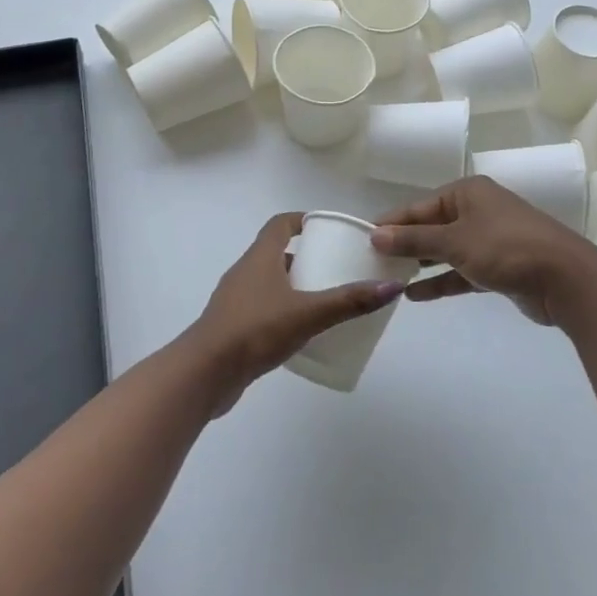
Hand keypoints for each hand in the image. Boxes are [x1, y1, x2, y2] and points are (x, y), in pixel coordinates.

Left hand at [186, 213, 407, 414]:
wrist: (204, 374)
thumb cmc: (255, 330)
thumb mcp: (308, 314)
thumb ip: (348, 301)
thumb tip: (391, 287)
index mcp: (259, 257)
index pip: (280, 224)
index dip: (302, 221)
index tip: (327, 229)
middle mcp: (245, 272)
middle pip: (276, 253)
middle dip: (306, 257)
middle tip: (335, 267)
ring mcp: (235, 301)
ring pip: (269, 282)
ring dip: (294, 286)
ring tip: (324, 299)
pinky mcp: (232, 327)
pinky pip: (262, 308)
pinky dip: (282, 311)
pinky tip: (301, 331)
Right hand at [370, 176, 596, 325]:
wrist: (565, 278)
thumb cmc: (506, 247)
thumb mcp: (455, 241)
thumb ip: (414, 240)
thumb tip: (375, 235)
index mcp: (467, 192)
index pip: (420, 206)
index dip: (393, 222)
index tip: (363, 238)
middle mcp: (477, 210)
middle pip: (432, 226)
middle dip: (405, 244)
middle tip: (372, 262)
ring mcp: (489, 239)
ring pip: (446, 250)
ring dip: (421, 264)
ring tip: (388, 278)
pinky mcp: (498, 267)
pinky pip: (461, 271)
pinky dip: (441, 281)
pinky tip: (415, 295)